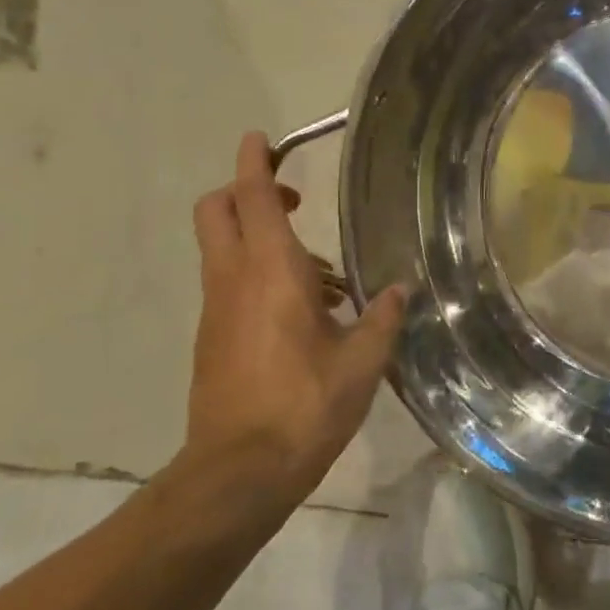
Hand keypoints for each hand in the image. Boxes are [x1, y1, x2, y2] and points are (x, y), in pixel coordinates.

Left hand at [185, 132, 405, 506]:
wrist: (240, 472)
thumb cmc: (305, 406)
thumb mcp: (363, 361)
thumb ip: (382, 317)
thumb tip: (398, 290)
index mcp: (271, 273)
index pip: (253, 199)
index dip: (255, 162)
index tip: (260, 138)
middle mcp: (234, 281)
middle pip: (217, 211)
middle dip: (245, 190)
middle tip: (292, 201)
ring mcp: (216, 311)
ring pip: (222, 248)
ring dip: (259, 238)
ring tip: (322, 275)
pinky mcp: (212, 338)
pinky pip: (229, 285)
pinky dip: (257, 276)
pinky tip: (305, 314)